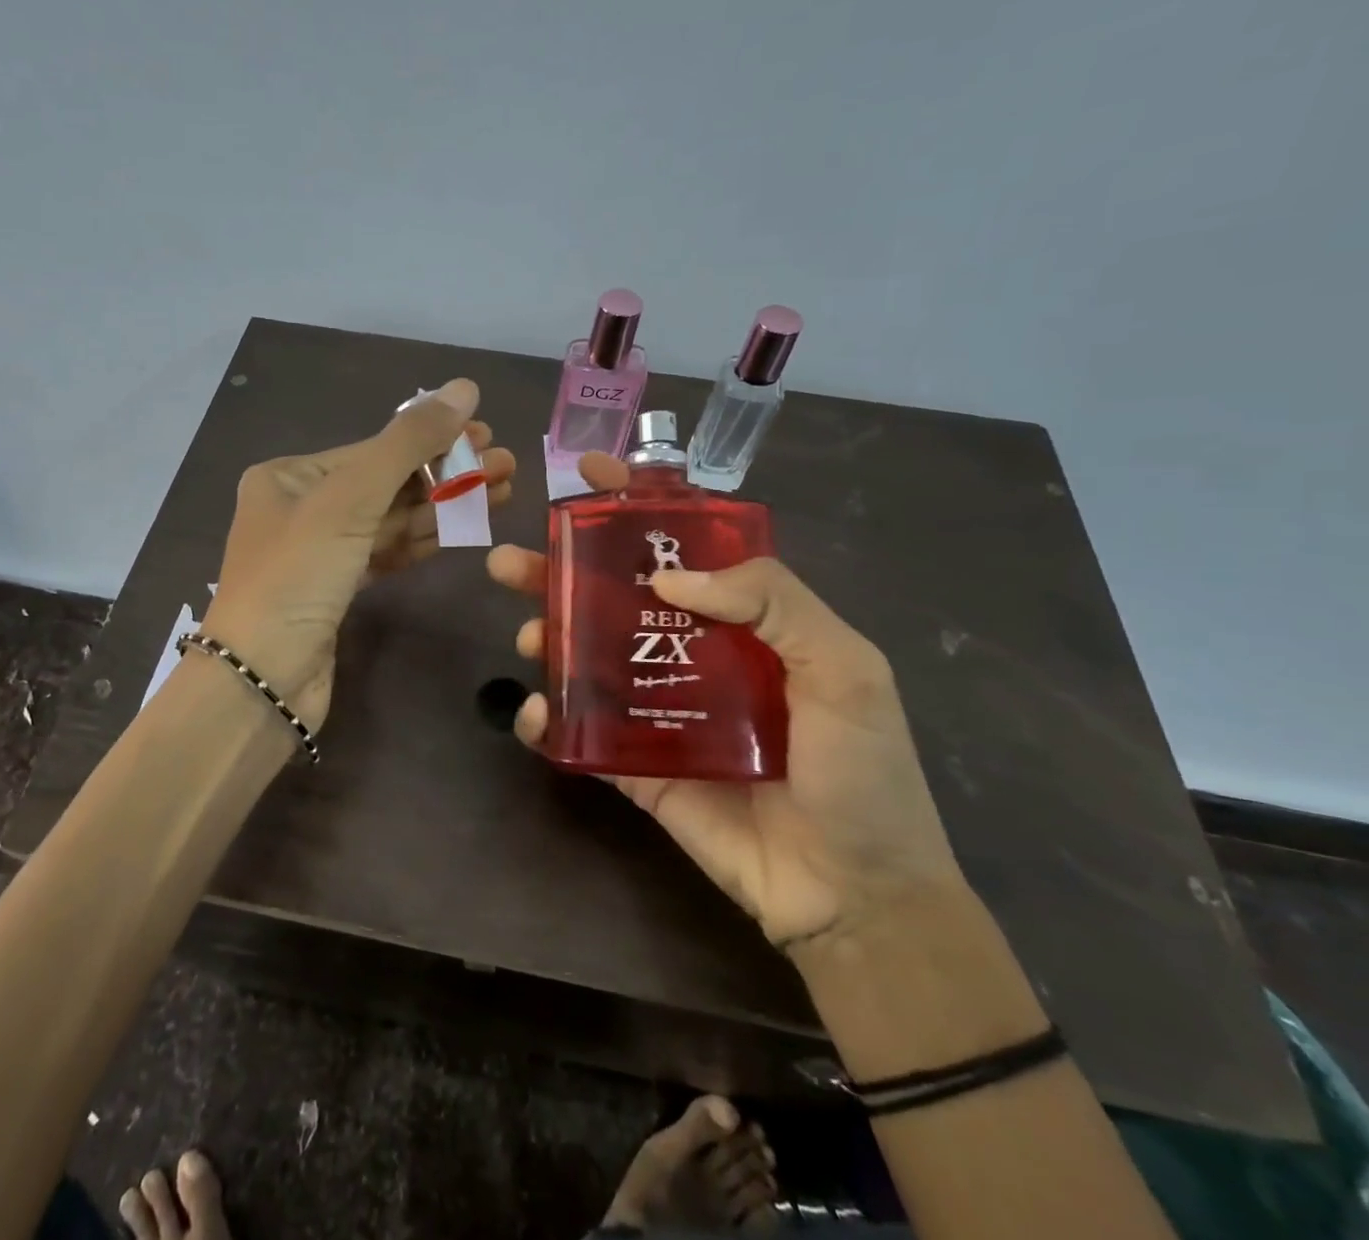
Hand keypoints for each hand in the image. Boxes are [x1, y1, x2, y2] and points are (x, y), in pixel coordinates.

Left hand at [202, 379, 510, 730]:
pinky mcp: (337, 590)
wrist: (262, 682)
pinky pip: (386, 553)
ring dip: (444, 507)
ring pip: (391, 519)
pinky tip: (465, 528)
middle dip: (447, 473)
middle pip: (387, 482)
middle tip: (506, 465)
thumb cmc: (297, 577)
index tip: (487, 434)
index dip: (434, 441)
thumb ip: (408, 443)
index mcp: (289, 476)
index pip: (373, 448)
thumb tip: (463, 387)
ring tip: (502, 491)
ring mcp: (320, 552)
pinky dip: (423, 540)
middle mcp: (301, 508)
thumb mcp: (350, 500)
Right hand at [487, 453, 964, 952]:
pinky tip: (536, 712)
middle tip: (511, 561)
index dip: (636, 506)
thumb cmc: (861, 773)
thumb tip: (668, 577)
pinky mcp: (634, 764)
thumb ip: (773, 601)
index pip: (682, 545)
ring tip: (527, 632)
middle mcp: (691, 651)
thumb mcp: (845, 668)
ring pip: (587, 655)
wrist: (852, 896)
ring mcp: (658, 707)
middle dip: (560, 570)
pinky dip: (548, 717)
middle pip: (615, 595)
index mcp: (743, 620)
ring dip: (547, 634)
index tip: (589, 476)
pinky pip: (581, 731)